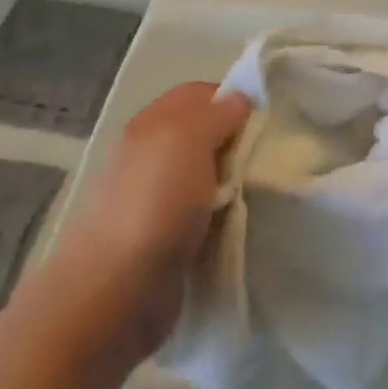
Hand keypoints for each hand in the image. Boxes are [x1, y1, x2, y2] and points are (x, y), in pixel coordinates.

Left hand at [47, 83, 249, 364]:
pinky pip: (204, 214)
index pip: (199, 94)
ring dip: (235, 182)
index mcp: (150, 125)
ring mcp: (156, 200)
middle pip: (205, 134)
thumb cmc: (154, 206)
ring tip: (264, 191)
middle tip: (272, 157)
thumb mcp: (188, 140)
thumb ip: (216, 113)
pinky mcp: (165, 239)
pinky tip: (243, 223)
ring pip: (208, 175)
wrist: (115, 294)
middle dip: (238, 142)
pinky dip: (224, 216)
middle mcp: (150, 156)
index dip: (233, 98)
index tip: (267, 118)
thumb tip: (239, 101)